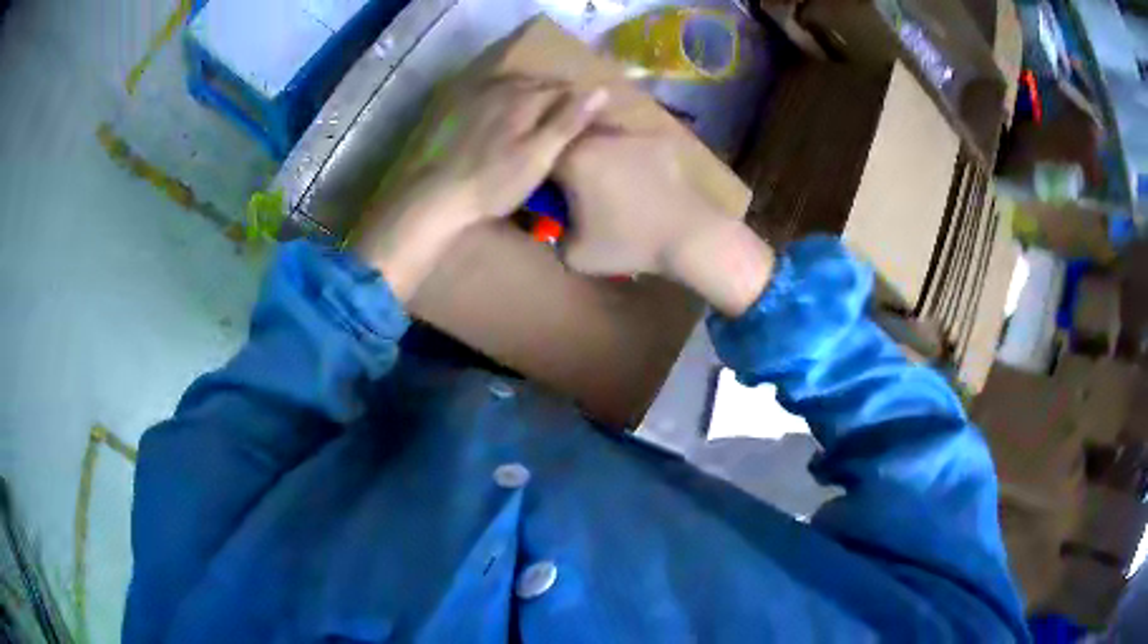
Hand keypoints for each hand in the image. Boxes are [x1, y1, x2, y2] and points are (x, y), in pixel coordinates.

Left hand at [352, 76, 608, 300]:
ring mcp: (474, 93)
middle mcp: (501, 85)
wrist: (432, 195)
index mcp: (526, 96)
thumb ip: (568, 121)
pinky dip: (500, 100)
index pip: (566, 89)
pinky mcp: (452, 105)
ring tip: (533, 119)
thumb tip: (600, 90)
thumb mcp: (538, 157)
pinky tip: (497, 118)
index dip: (580, 105)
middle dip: (555, 97)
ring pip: (512, 85)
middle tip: (562, 122)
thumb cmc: (492, 182)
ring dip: (528, 96)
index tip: (588, 125)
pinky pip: (486, 92)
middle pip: (538, 83)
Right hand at [556, 131, 774, 316]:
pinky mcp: (658, 139)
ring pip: (600, 133)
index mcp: (573, 158)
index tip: (544, 189)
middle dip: (565, 155)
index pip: (539, 154)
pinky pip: (630, 141)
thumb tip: (548, 221)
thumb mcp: (574, 254)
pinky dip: (625, 153)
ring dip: (595, 149)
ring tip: (603, 175)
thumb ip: (551, 234)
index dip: (538, 172)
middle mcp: (599, 136)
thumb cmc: (629, 245)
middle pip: (569, 136)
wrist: (691, 237)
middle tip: (571, 181)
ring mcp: (632, 133)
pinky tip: (634, 175)